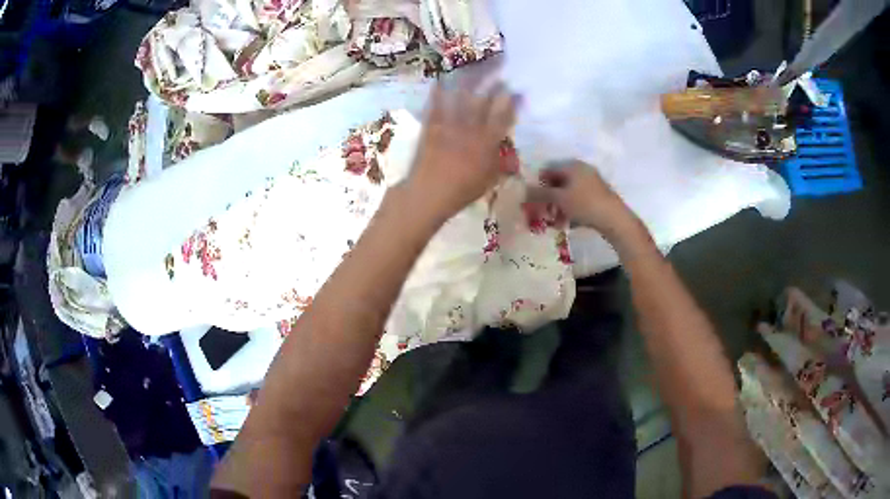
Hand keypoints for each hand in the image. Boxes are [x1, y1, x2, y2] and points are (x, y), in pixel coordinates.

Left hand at [406, 80, 518, 219]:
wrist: (428, 194)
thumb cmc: (461, 191)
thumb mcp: (489, 180)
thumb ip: (501, 164)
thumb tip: (512, 155)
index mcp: (487, 143)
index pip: (504, 118)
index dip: (513, 103)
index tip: (519, 92)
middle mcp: (471, 129)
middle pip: (485, 102)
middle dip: (494, 85)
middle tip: (500, 71)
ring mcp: (450, 125)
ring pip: (461, 98)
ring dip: (469, 81)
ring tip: (475, 68)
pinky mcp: (432, 126)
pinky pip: (436, 105)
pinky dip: (439, 92)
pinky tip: (441, 80)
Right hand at [530, 161, 639, 241]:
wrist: (614, 218)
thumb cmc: (585, 204)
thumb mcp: (559, 199)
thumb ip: (540, 194)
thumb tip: (522, 191)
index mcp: (572, 165)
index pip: (548, 169)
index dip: (538, 184)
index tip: (533, 200)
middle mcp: (582, 170)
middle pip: (558, 182)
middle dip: (549, 199)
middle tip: (543, 214)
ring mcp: (592, 183)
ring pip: (568, 193)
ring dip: (559, 207)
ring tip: (556, 223)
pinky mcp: (598, 196)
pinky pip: (579, 200)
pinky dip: (570, 210)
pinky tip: (568, 224)